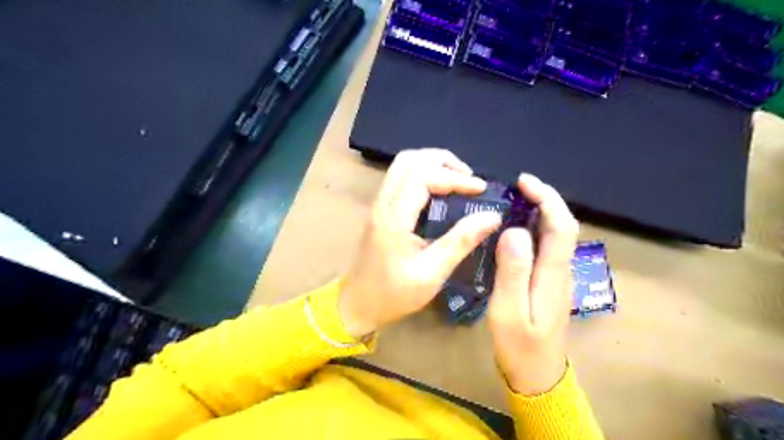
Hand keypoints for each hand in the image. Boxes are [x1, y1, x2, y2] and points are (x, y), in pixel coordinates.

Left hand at [343, 148, 502, 337]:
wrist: (358, 304)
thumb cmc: (394, 294)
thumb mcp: (432, 273)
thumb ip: (461, 242)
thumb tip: (492, 216)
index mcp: (394, 217)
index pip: (423, 176)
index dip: (455, 177)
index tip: (481, 190)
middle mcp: (383, 203)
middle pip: (410, 160)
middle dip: (444, 161)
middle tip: (470, 179)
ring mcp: (379, 204)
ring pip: (403, 165)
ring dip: (433, 164)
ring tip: (459, 181)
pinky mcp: (381, 210)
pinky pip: (401, 177)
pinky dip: (424, 174)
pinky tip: (441, 191)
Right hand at [489, 173, 580, 394]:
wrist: (537, 374)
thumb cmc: (519, 345)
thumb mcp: (509, 310)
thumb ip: (513, 271)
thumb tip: (514, 230)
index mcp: (553, 273)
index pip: (561, 225)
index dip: (547, 198)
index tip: (524, 181)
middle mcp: (561, 270)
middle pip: (562, 226)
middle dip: (545, 199)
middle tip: (517, 186)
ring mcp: (557, 276)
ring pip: (556, 235)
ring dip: (541, 211)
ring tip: (514, 200)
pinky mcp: (549, 282)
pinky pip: (546, 246)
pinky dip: (535, 228)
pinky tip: (515, 228)